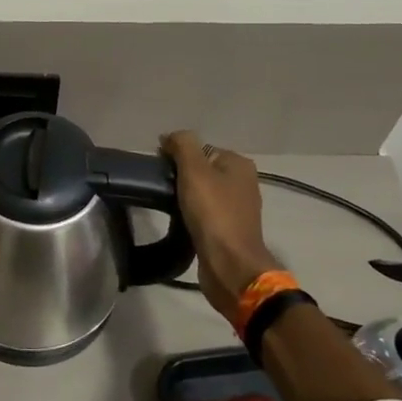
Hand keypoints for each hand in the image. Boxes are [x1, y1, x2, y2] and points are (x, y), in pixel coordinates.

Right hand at [161, 131, 277, 321]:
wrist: (229, 264)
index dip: (176, 155)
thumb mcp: (194, 170)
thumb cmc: (213, 213)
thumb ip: (182, 145)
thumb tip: (170, 136)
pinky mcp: (228, 230)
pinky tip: (178, 221)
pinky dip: (190, 215)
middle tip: (160, 187)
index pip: (200, 148)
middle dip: (180, 177)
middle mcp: (242, 182)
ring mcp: (237, 208)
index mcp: (238, 164)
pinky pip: (204, 213)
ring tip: (166, 205)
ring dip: (183, 197)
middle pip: (201, 170)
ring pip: (201, 193)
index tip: (158, 168)